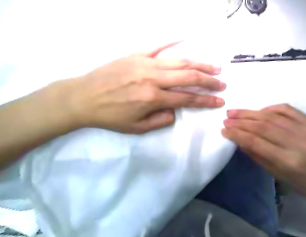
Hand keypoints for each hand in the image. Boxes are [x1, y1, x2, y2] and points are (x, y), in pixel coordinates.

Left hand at [51, 42, 223, 133]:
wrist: (83, 98)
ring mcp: (145, 63)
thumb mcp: (137, 128)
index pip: (187, 98)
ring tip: (214, 67)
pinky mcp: (136, 55)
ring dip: (199, 64)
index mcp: (153, 98)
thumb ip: (161, 120)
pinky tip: (186, 38)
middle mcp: (153, 78)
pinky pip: (158, 45)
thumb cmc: (110, 116)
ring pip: (179, 61)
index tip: (220, 101)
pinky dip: (173, 41)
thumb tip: (175, 109)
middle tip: (222, 83)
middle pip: (189, 76)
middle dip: (209, 80)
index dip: (206, 100)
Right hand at [224, 103, 305, 205]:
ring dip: (251, 113)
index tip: (224, 129)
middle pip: (263, 126)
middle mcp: (300, 143)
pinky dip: (270, 108)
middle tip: (227, 118)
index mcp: (289, 161)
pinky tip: (258, 111)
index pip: (256, 142)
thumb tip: (238, 138)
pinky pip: (287, 109)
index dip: (237, 134)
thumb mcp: (274, 173)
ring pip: (273, 116)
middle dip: (241, 121)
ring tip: (236, 112)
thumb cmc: (300, 182)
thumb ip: (255, 154)